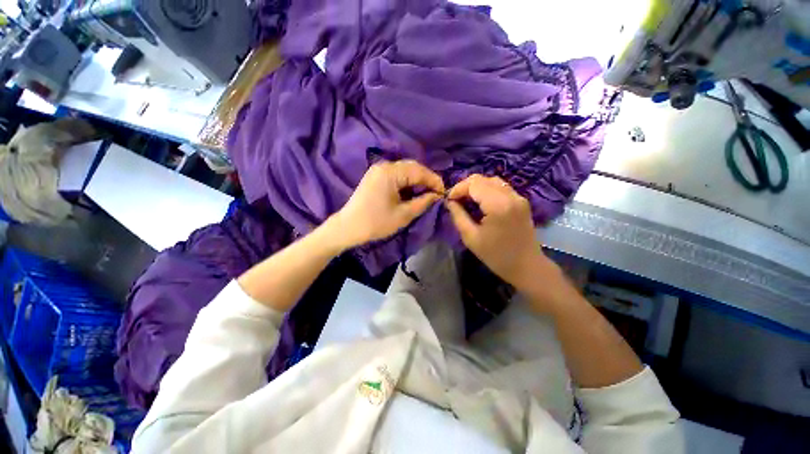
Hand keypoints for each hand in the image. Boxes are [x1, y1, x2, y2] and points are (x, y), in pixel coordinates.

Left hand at [328, 160, 443, 248]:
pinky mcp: (375, 176)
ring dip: (417, 180)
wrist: (348, 228)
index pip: (419, 171)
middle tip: (437, 192)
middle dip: (426, 179)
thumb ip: (423, 202)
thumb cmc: (376, 222)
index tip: (444, 192)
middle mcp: (384, 166)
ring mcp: (378, 170)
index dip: (434, 181)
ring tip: (427, 192)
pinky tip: (412, 191)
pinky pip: (396, 175)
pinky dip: (407, 182)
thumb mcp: (403, 215)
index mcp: (391, 173)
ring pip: (404, 170)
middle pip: (412, 167)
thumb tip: (436, 195)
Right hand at [445, 174, 547, 290]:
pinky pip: (501, 187)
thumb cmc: (496, 256)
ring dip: (476, 187)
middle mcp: (510, 195)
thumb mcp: (470, 237)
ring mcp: (518, 197)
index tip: (448, 200)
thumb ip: (458, 216)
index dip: (458, 188)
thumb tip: (449, 202)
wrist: (527, 266)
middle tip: (455, 200)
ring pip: (492, 180)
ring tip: (466, 200)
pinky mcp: (521, 201)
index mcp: (498, 205)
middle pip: (482, 179)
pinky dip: (487, 190)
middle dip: (465, 187)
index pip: (474, 183)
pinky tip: (480, 202)